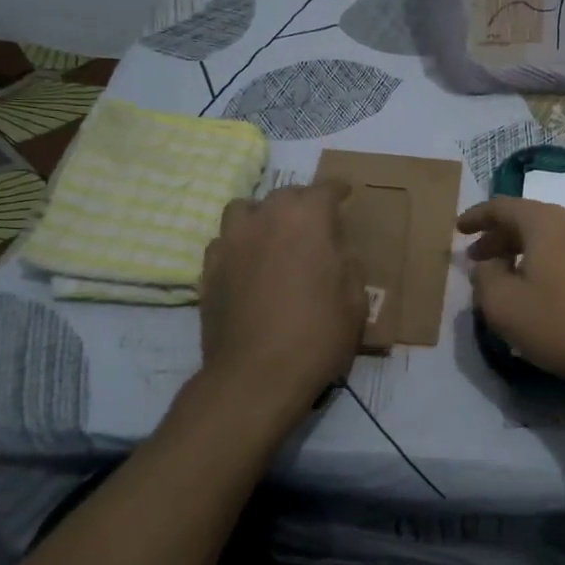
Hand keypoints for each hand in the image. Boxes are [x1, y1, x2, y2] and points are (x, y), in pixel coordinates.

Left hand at [200, 181, 365, 406]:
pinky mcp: (208, 269)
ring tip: (273, 236)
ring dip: (263, 216)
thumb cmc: (317, 335)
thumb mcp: (355, 301)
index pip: (325, 189)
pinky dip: (239, 244)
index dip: (338, 190)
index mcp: (307, 220)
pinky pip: (224, 241)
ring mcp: (231, 242)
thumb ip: (348, 265)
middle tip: (315, 223)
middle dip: (302, 203)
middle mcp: (265, 219)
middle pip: (285, 195)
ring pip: (245, 209)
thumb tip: (337, 253)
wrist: (256, 375)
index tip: (345, 193)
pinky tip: (248, 264)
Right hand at [458, 196, 564, 394]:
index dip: (477, 217)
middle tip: (481, 259)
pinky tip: (554, 288)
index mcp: (548, 223)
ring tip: (516, 274)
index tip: (459, 229)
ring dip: (532, 251)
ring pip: (559, 237)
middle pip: (533, 221)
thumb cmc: (561, 325)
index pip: (504, 207)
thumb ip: (486, 278)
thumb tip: (489, 264)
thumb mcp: (504, 307)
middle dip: (502, 238)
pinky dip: (559, 263)